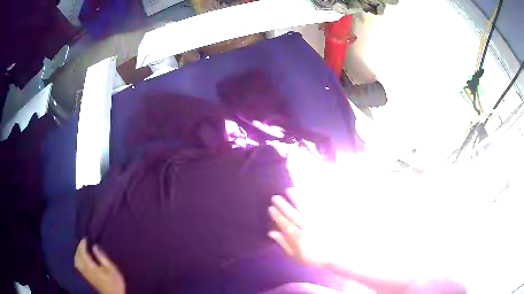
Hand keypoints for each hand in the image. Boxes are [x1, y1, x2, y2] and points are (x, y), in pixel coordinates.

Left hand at [75, 239, 124, 293]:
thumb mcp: (112, 269)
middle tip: (83, 242)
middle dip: (79, 248)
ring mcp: (85, 275)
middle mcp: (85, 270)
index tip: (85, 238)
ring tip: (81, 249)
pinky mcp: (87, 278)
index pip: (82, 253)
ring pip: (76, 261)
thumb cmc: (115, 282)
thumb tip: (94, 246)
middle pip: (77, 256)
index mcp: (91, 267)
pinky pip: (78, 266)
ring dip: (77, 253)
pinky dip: (77, 260)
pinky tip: (81, 259)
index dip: (82, 244)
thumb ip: (102, 257)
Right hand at [268, 195, 329, 267]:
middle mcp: (306, 226)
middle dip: (282, 205)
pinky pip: (317, 206)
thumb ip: (284, 243)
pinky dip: (311, 199)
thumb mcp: (296, 255)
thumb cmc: (314, 257)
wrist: (336, 255)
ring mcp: (316, 221)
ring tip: (289, 190)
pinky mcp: (325, 217)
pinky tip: (306, 193)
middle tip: (275, 197)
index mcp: (298, 237)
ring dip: (296, 198)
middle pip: (292, 214)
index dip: (277, 215)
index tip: (271, 208)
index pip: (284, 223)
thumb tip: (271, 233)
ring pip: (304, 207)